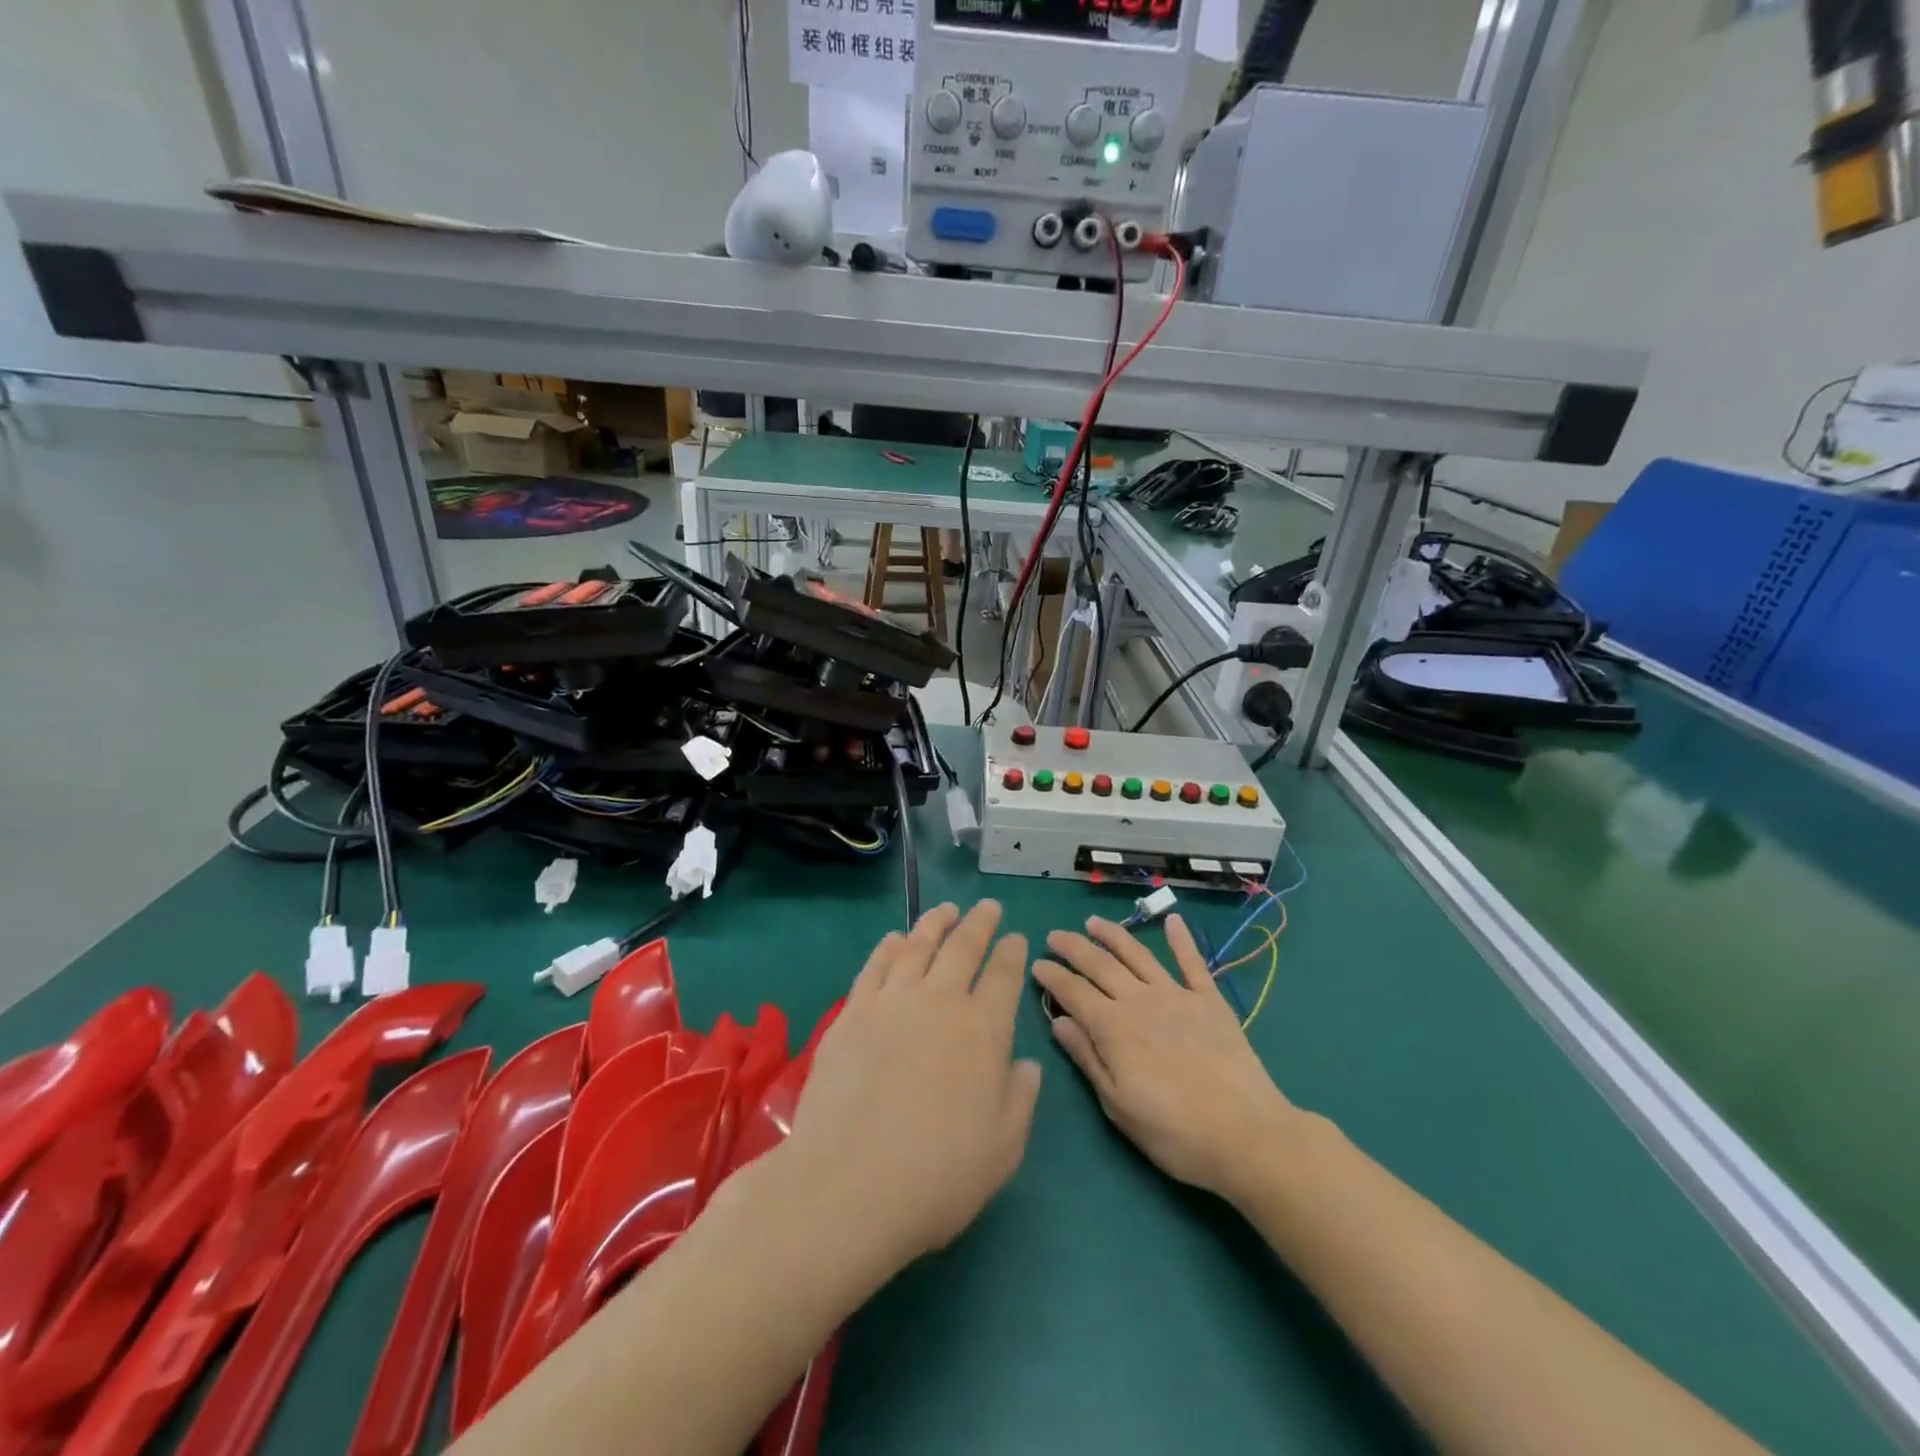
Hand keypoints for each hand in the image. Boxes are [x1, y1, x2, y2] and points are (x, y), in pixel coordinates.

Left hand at [784, 901, 1041, 1269]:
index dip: (1012, 952)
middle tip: (987, 907)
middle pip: (963, 947)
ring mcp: (892, 1001)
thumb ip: (1020, 1099)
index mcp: (984, 1029)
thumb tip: (1026, 1064)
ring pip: (918, 946)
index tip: (1016, 937)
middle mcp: (940, 1001)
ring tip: (945, 910)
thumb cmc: (939, 1175)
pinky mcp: (852, 1012)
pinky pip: (876, 965)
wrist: (850, 1184)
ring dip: (935, 923)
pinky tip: (895, 939)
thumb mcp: (1003, 1149)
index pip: (1003, 975)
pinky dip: (889, 946)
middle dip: (979, 923)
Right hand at [1034, 915, 1294, 1202]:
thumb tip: (1060, 1022)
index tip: (1036, 964)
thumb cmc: (1174, 1132)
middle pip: (1100, 964)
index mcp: (1113, 1028)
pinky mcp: (1210, 1001)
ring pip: (1138, 955)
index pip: (1074, 992)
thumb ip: (1088, 1058)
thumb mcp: (1117, 1105)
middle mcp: (1140, 1001)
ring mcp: (1177, 996)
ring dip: (1113, 935)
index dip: (1053, 976)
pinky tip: (1173, 921)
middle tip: (1055, 935)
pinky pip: (1192, 963)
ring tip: (1093, 922)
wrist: (1246, 1135)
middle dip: (1074, 947)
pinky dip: (1181, 940)